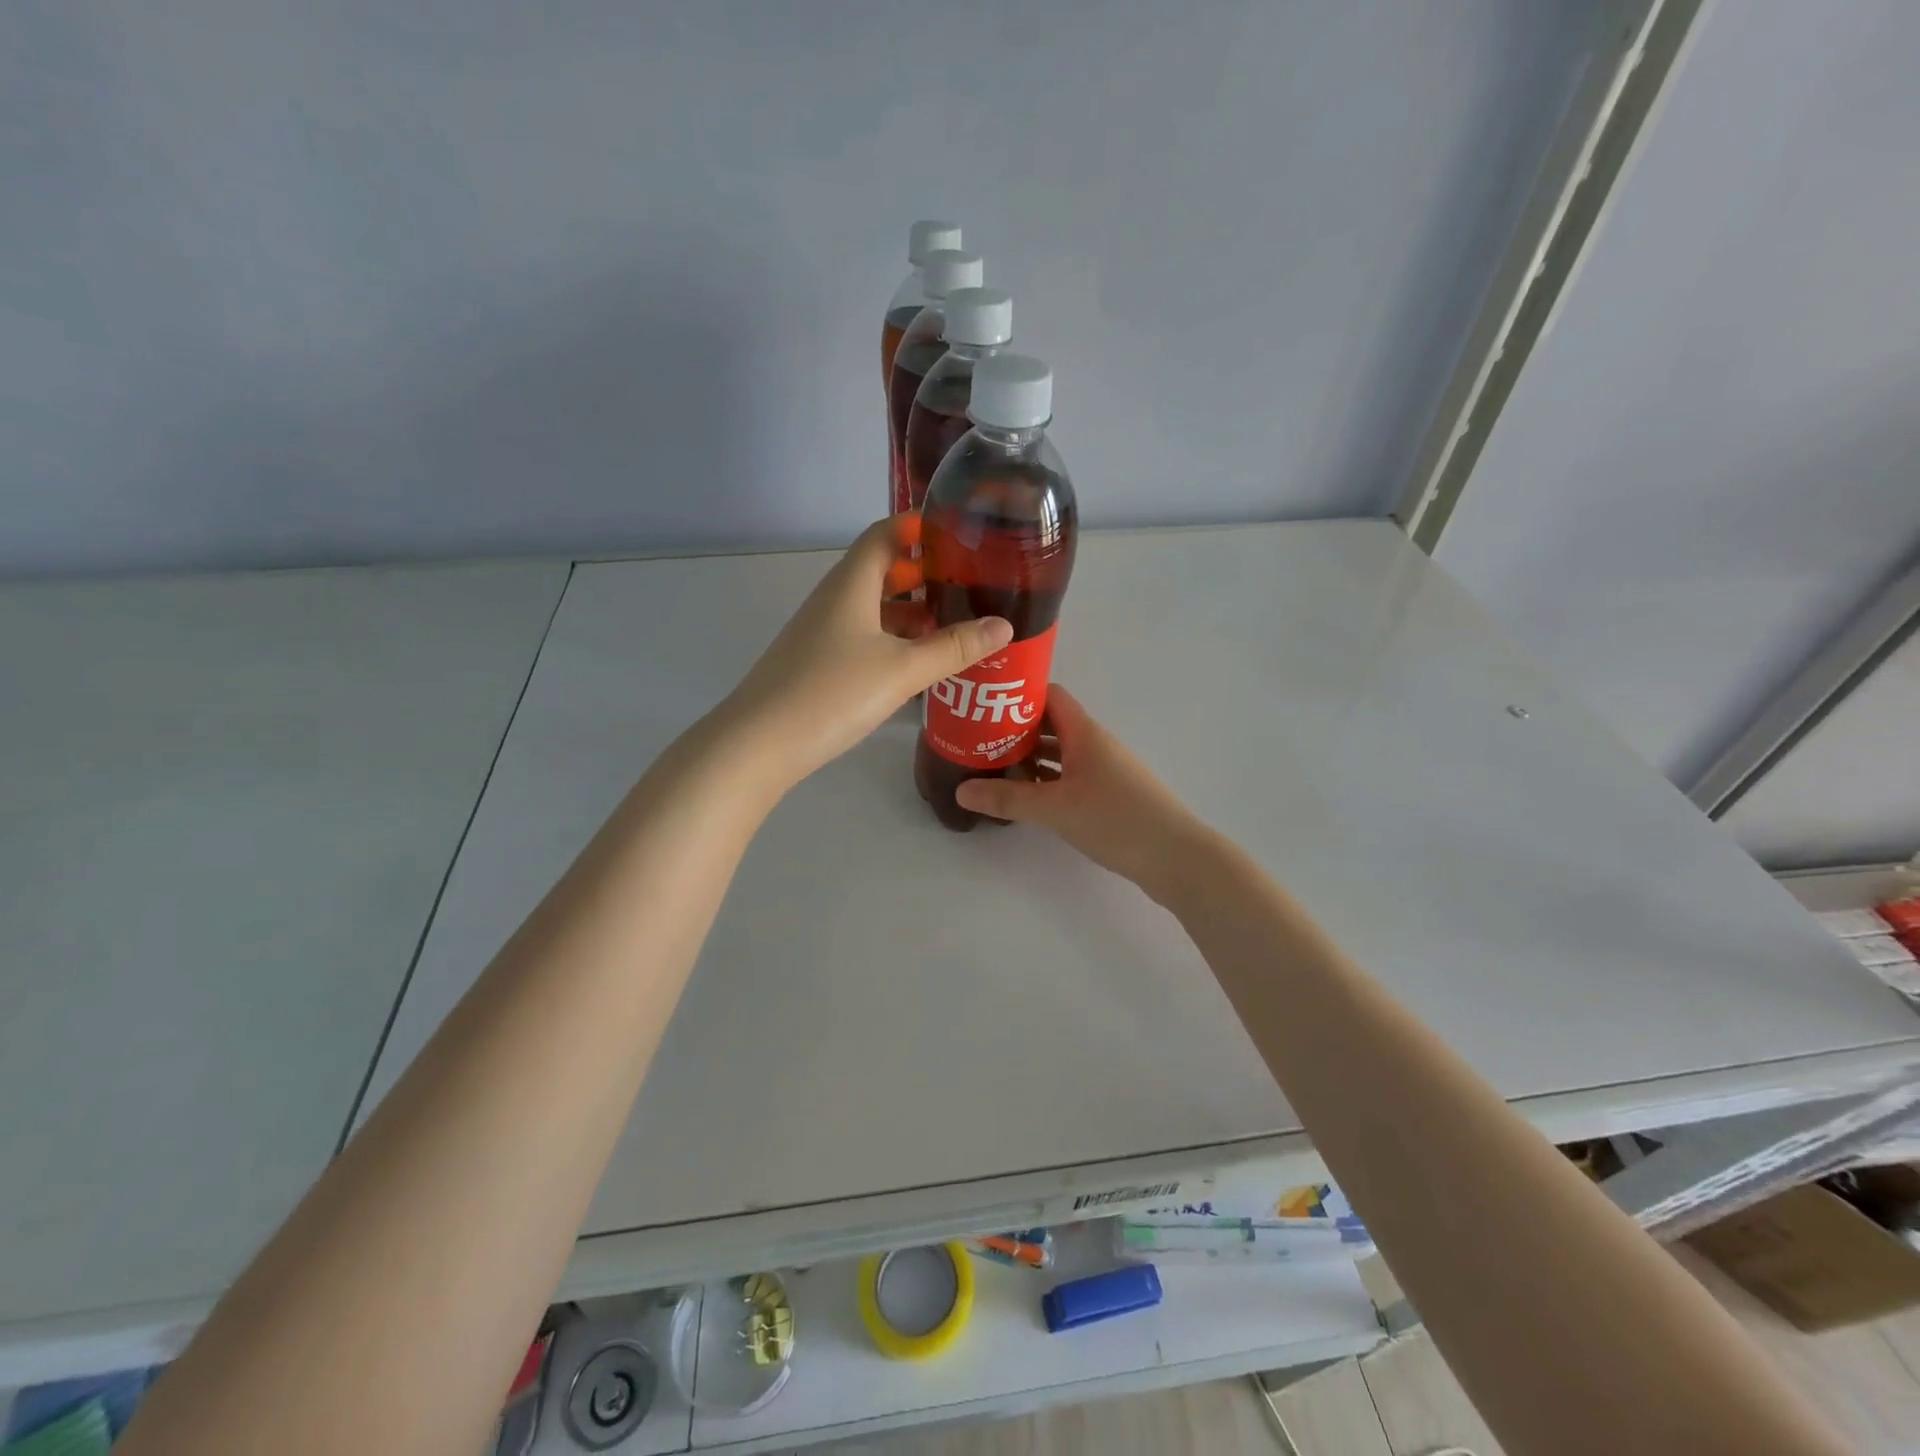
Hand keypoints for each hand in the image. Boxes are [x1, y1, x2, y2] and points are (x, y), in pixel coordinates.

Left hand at [716, 515, 1011, 788]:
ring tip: (954, 623)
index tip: (961, 530)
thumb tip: (1004, 626)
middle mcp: (835, 600)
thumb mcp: (902, 670)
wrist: (759, 743)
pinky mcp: (818, 662)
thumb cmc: (832, 693)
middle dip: (924, 571)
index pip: (885, 534)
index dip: (919, 525)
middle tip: (969, 582)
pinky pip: (864, 635)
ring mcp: (822, 632)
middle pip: (881, 570)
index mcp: (851, 585)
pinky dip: (893, 638)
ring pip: (873, 607)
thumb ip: (953, 648)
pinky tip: (917, 662)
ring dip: (910, 610)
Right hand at [953, 686, 1211, 898]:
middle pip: (1050, 725)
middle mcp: (1094, 744)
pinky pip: (1069, 777)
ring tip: (992, 768)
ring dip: (1029, 758)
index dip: (1017, 695)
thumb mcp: (1054, 809)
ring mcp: (1104, 770)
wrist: (1176, 857)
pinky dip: (1046, 781)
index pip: (1049, 696)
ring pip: (1059, 754)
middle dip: (1015, 730)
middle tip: (976, 741)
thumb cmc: (1115, 819)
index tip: (983, 706)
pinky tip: (1025, 797)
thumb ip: (1007, 799)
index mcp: (1084, 733)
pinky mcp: (1108, 795)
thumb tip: (961, 791)